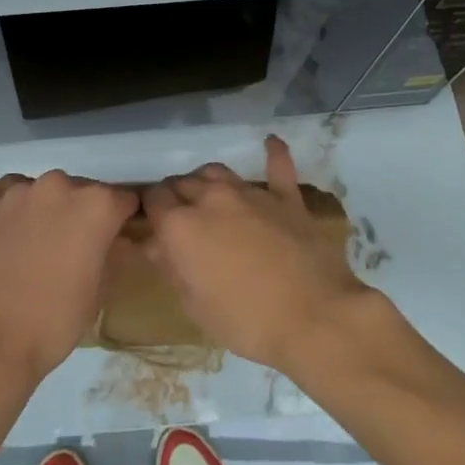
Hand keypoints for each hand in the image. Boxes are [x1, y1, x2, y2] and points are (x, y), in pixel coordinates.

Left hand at [0, 171, 137, 385]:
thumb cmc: (55, 323)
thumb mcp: (100, 290)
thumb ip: (110, 251)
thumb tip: (109, 241)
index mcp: (96, 205)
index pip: (121, 200)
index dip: (118, 220)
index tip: (111, 238)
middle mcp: (58, 185)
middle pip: (78, 191)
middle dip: (78, 213)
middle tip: (67, 248)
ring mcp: (17, 190)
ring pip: (40, 191)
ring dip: (42, 210)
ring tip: (31, 246)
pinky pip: (2, 197)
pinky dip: (7, 213)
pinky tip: (2, 241)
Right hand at [141, 135, 371, 372]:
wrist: (314, 317)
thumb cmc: (247, 322)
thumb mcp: (195, 307)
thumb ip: (173, 268)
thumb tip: (158, 246)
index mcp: (182, 226)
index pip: (154, 200)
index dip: (151, 211)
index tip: (154, 225)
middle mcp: (212, 198)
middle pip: (183, 182)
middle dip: (176, 197)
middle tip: (181, 220)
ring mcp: (251, 193)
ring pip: (218, 171)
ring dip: (207, 181)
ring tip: (209, 196)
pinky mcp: (286, 197)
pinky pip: (278, 166)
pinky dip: (273, 153)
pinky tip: (270, 142)